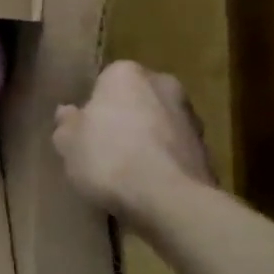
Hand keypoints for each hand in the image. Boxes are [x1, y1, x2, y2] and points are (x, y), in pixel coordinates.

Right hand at [53, 61, 215, 220]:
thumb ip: (66, 124)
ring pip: (158, 125)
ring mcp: (190, 116)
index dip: (93, 107)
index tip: (85, 132)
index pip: (105, 82)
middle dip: (124, 120)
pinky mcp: (206, 149)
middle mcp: (163, 84)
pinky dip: (163, 162)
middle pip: (135, 101)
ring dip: (146, 141)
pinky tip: (148, 187)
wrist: (169, 199)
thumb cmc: (109, 159)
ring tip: (126, 173)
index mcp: (126, 73)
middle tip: (104, 149)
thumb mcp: (68, 144)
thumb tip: (68, 113)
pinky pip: (173, 151)